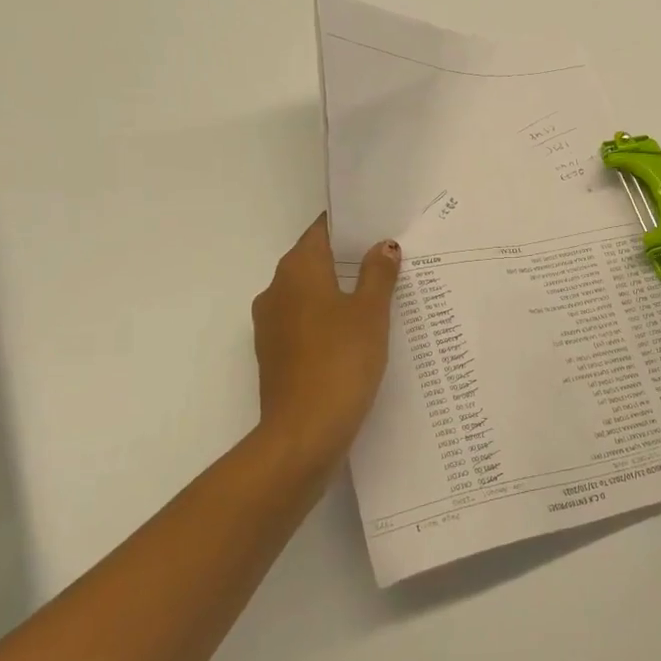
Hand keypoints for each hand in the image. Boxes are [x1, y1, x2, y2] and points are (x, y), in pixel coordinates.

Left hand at [250, 216, 400, 468]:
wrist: (303, 434)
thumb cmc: (340, 361)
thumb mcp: (370, 313)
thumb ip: (378, 274)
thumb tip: (383, 246)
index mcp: (297, 271)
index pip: (321, 232)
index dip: (348, 227)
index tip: (377, 226)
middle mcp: (276, 290)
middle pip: (314, 261)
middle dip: (348, 259)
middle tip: (389, 259)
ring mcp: (271, 325)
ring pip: (309, 294)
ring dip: (339, 291)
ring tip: (381, 296)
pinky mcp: (276, 355)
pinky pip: (305, 323)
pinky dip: (328, 320)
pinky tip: (358, 334)